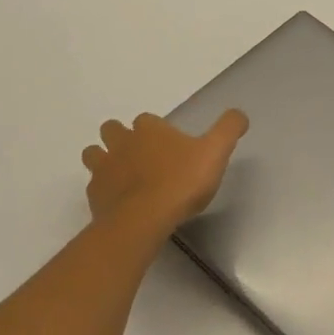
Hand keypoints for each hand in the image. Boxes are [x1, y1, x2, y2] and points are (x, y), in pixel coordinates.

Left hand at [82, 110, 248, 241]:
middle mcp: (122, 143)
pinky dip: (103, 190)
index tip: (167, 144)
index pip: (146, 120)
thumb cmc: (181, 182)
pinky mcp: (94, 195)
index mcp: (149, 130)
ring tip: (122, 175)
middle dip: (121, 137)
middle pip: (112, 130)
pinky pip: (94, 185)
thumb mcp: (215, 152)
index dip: (155, 130)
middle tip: (140, 156)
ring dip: (104, 159)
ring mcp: (104, 169)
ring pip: (94, 153)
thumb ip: (228, 129)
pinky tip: (117, 202)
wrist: (143, 220)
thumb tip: (239, 114)